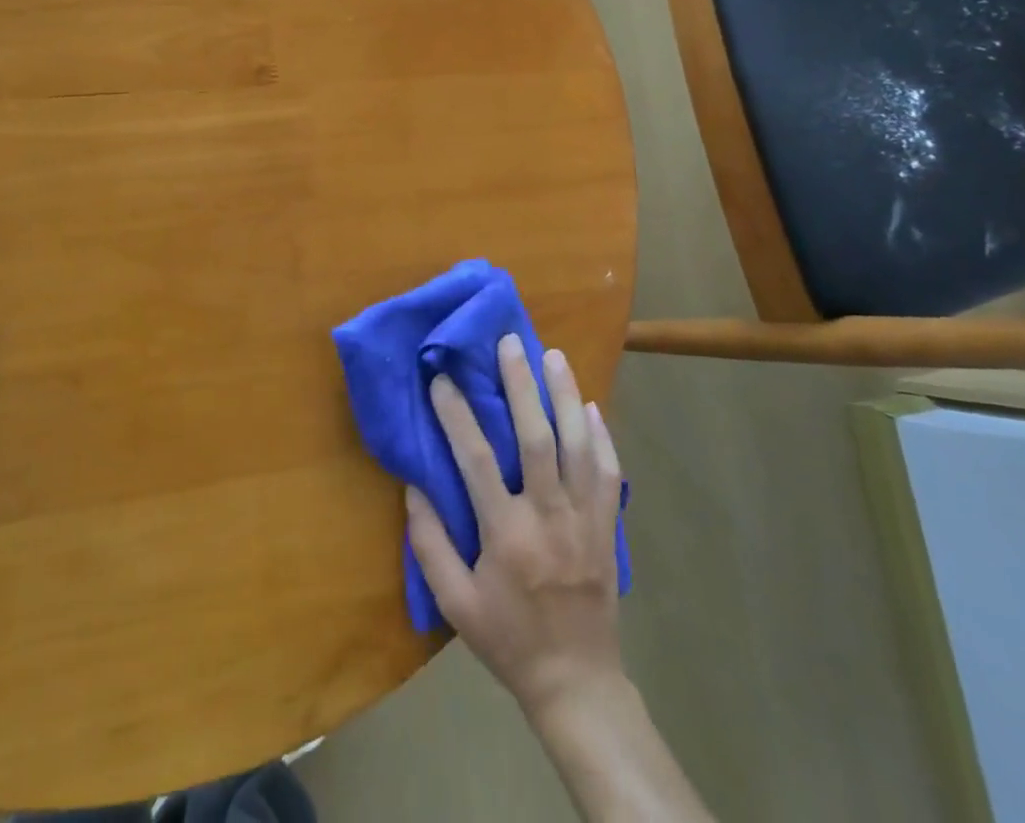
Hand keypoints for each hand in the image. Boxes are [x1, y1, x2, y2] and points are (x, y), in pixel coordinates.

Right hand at [407, 334, 624, 718]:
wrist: (577, 683)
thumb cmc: (508, 639)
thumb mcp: (455, 603)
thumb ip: (429, 543)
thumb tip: (414, 486)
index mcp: (506, 534)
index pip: (476, 459)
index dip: (457, 413)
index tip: (441, 377)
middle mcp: (548, 516)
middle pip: (536, 438)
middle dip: (521, 385)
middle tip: (510, 342)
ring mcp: (585, 520)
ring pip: (579, 445)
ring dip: (566, 396)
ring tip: (554, 355)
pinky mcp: (608, 527)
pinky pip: (609, 473)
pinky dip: (602, 436)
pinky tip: (592, 407)